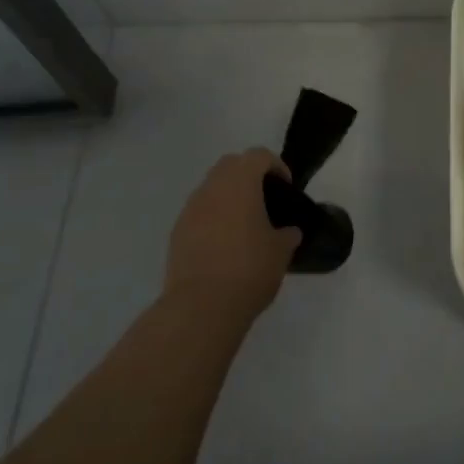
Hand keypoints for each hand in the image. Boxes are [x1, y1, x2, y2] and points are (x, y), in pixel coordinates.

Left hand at [164, 150, 301, 321]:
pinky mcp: (176, 233)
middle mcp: (212, 188)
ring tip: (244, 225)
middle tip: (265, 200)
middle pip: (231, 164)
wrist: (200, 307)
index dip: (276, 166)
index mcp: (240, 183)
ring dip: (228, 197)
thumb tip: (288, 231)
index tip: (286, 188)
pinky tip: (224, 245)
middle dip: (249, 175)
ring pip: (211, 188)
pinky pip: (198, 213)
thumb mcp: (281, 251)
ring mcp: (190, 210)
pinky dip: (213, 218)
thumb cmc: (248, 269)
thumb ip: (287, 234)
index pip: (259, 155)